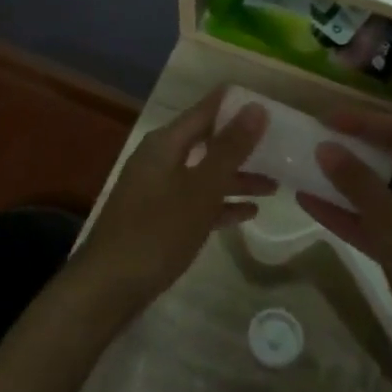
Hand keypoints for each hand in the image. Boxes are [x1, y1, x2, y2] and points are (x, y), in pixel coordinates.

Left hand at [77, 86, 273, 311]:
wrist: (109, 287)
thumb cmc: (157, 231)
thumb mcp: (201, 189)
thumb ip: (229, 149)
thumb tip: (256, 106)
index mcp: (166, 143)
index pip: (206, 109)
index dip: (237, 105)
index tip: (272, 105)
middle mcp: (160, 159)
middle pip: (207, 141)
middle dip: (242, 144)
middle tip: (282, 145)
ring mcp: (158, 189)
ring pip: (205, 173)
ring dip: (237, 177)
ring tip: (276, 183)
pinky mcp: (160, 218)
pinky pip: (197, 200)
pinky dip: (221, 203)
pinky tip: (250, 212)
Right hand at [295, 111, 391, 391]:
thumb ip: (357, 182)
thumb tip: (325, 147)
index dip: (362, 122)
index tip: (324, 119)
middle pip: (391, 158)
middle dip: (352, 148)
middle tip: (313, 138)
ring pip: (380, 191)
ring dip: (344, 181)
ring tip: (304, 166)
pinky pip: (375, 221)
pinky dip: (347, 213)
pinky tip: (309, 202)